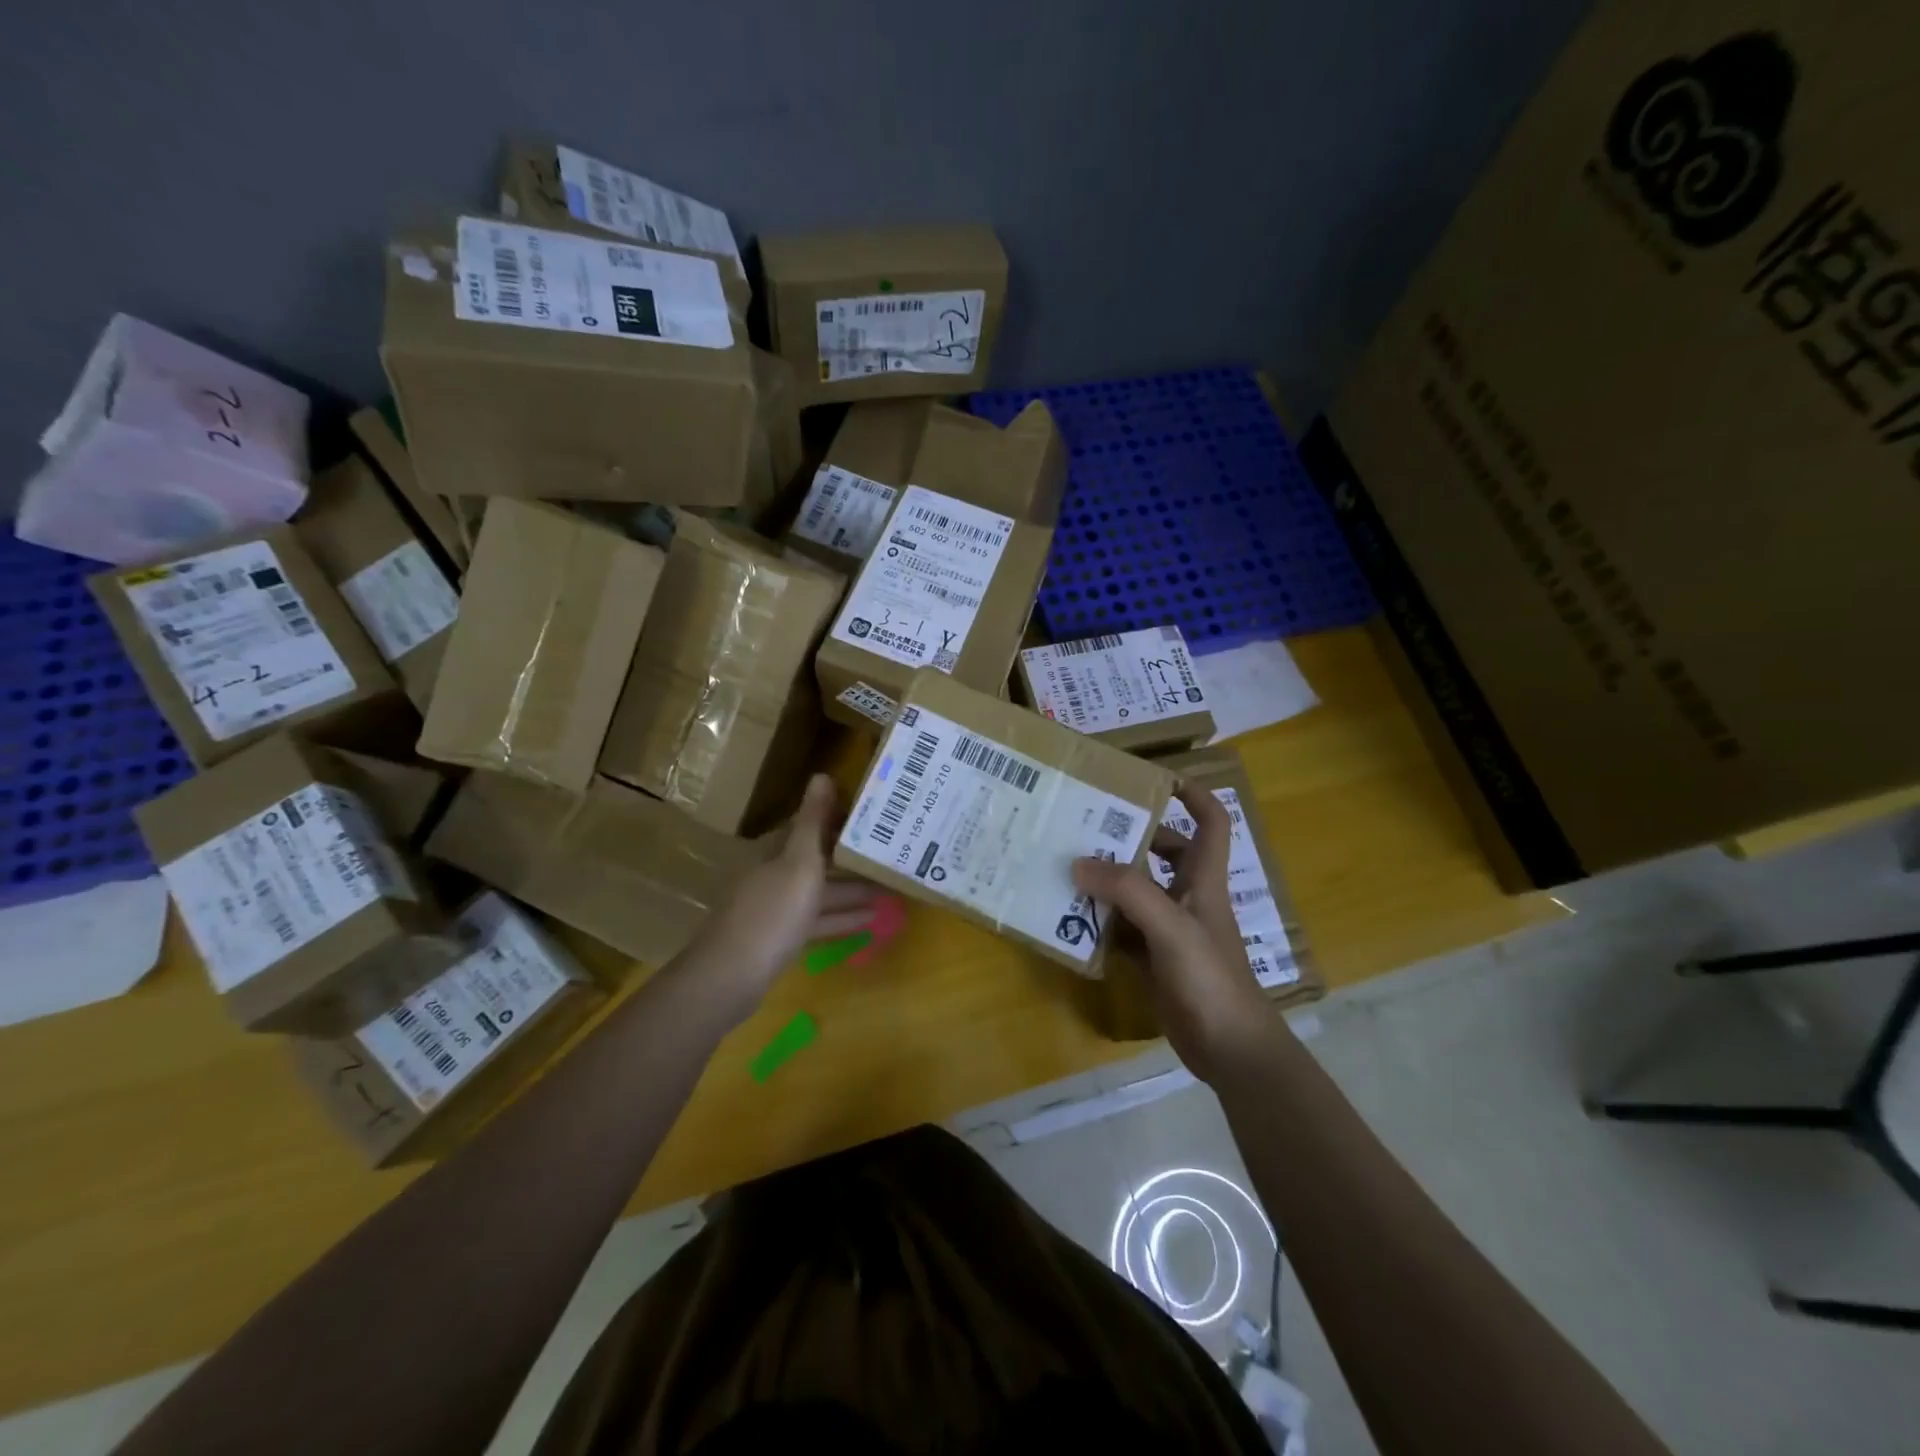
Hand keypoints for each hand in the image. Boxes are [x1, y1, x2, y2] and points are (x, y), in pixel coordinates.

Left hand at [698, 774, 886, 1013]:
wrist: (731, 977)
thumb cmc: (771, 913)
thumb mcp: (799, 863)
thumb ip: (813, 821)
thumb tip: (822, 774)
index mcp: (776, 850)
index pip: (811, 824)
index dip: (842, 818)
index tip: (877, 817)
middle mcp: (775, 872)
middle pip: (819, 858)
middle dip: (853, 856)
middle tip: (893, 852)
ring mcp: (777, 906)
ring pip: (822, 890)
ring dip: (854, 889)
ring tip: (893, 887)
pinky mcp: (782, 937)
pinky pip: (819, 919)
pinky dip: (843, 917)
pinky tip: (872, 919)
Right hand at [1072, 784, 1276, 1080]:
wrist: (1229, 1049)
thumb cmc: (1211, 978)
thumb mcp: (1171, 927)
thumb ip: (1128, 892)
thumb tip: (1078, 863)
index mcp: (1203, 879)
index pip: (1211, 821)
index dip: (1193, 794)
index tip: (1155, 778)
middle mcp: (1187, 896)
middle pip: (1162, 851)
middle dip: (1129, 836)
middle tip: (1085, 824)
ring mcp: (1168, 928)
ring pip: (1135, 890)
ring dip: (1105, 879)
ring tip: (1065, 864)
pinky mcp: (1152, 957)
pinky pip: (1120, 928)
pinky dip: (1097, 922)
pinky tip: (1067, 918)